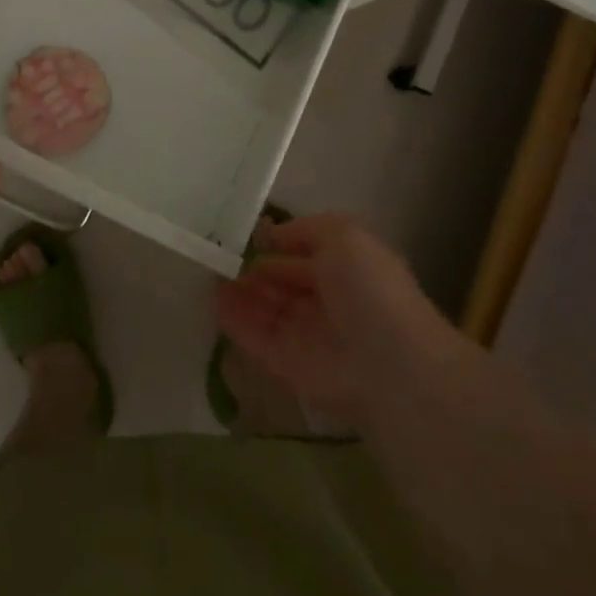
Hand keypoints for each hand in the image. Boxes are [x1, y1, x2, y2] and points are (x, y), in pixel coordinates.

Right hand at [214, 212, 466, 431]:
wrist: (387, 362)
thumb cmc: (368, 287)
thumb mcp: (343, 234)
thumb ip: (305, 229)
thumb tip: (272, 235)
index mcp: (345, 269)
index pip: (303, 254)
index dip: (276, 244)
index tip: (243, 234)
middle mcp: (326, 302)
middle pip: (282, 283)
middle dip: (253, 269)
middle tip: (217, 254)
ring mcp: (306, 336)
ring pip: (265, 310)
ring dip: (239, 292)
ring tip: (207, 271)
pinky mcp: (287, 366)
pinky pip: (255, 339)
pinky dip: (234, 321)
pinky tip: (212, 300)